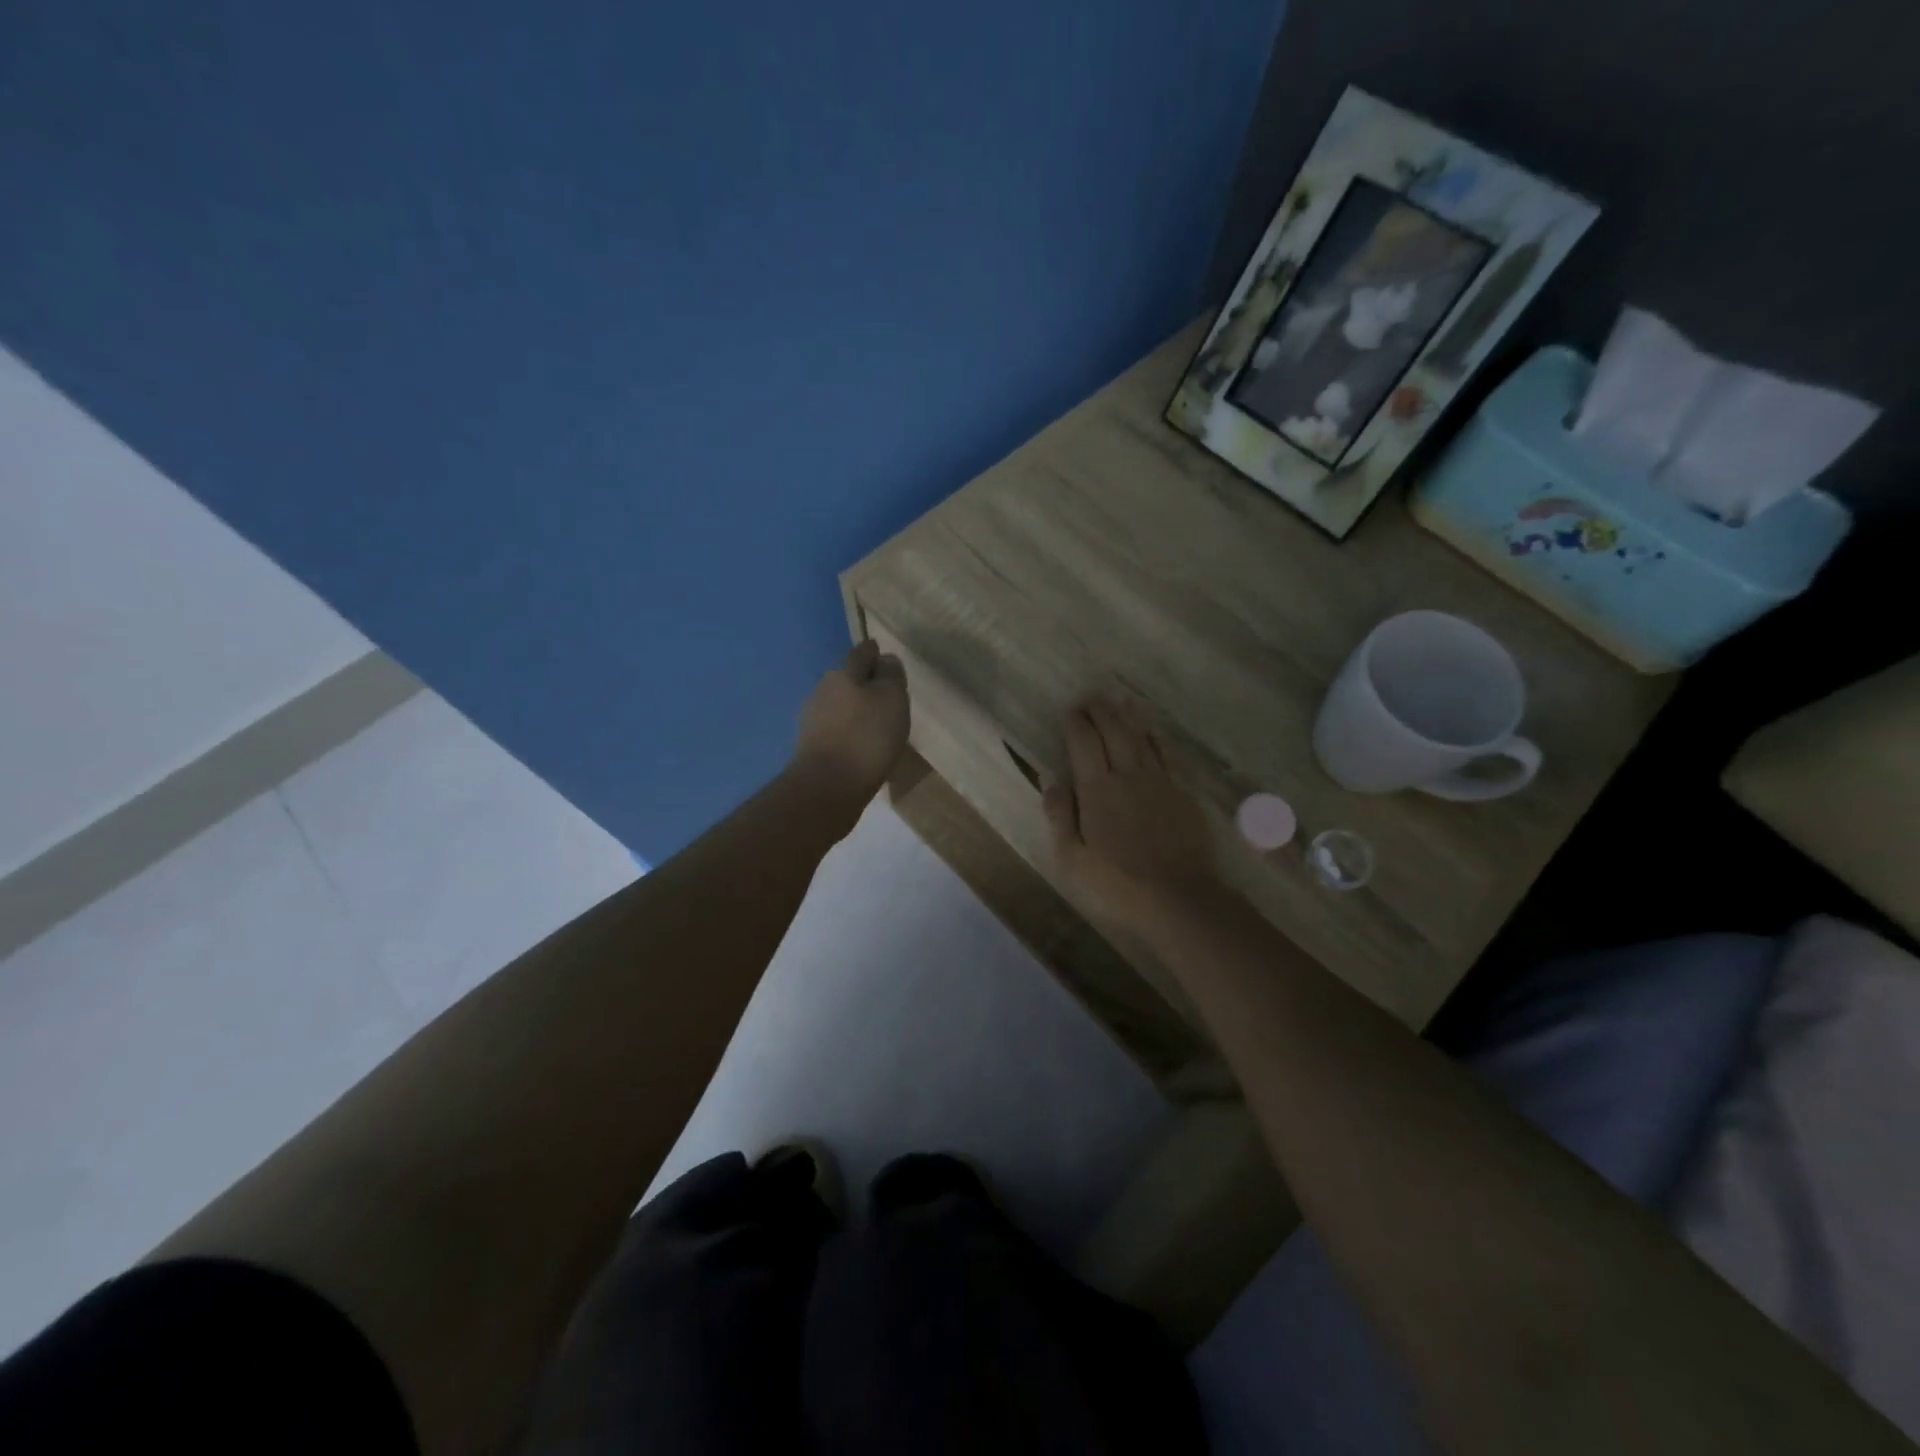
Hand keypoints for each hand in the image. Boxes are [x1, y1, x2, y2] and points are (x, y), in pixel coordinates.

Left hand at [792, 640, 909, 798]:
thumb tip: (885, 659)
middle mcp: (822, 691)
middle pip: (847, 679)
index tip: (883, 655)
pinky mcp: (810, 747)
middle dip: (863, 682)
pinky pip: (835, 730)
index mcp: (843, 674)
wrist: (827, 787)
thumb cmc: (866, 737)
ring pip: (839, 706)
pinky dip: (848, 732)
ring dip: (855, 710)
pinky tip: (860, 745)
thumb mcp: (891, 699)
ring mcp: (812, 720)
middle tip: (885, 693)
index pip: (861, 653)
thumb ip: (890, 676)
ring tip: (876, 723)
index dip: (874, 652)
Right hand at [1043, 696, 1218, 931]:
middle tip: (1092, 696)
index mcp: (1096, 790)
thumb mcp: (1071, 859)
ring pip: (1141, 739)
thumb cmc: (1116, 884)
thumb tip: (1050, 779)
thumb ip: (1059, 816)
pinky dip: (1158, 740)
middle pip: (1114, 733)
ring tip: (1120, 701)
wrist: (1179, 898)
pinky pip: (1169, 756)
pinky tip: (1154, 732)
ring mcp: (1160, 783)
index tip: (1070, 709)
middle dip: (1100, 711)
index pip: (1083, 744)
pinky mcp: (1183, 795)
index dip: (1076, 723)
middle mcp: (1128, 776)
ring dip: (1128, 718)